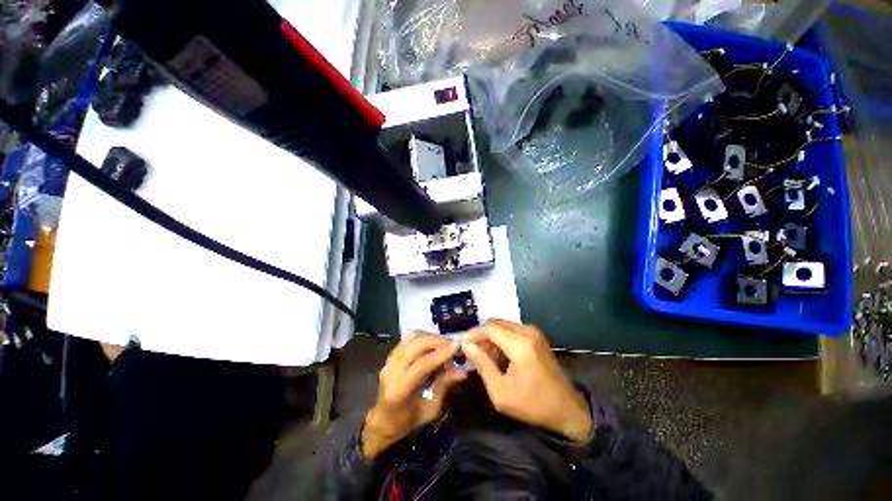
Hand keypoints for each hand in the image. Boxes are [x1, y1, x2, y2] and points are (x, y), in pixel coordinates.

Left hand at [361, 333, 466, 458]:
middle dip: (435, 341)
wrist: (384, 421)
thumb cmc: (408, 420)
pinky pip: (406, 341)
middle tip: (451, 342)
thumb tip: (462, 371)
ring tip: (443, 342)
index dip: (440, 353)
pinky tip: (431, 342)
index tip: (456, 345)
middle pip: (415, 346)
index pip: (422, 364)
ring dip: (429, 338)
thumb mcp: (430, 409)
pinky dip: (420, 338)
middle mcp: (391, 372)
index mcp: (399, 390)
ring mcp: (388, 362)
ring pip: (410, 340)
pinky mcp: (389, 357)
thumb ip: (444, 386)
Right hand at [462, 319, 593, 441]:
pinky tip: (500, 356)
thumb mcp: (501, 392)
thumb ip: (482, 365)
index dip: (473, 334)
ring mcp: (534, 332)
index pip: (489, 328)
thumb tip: (466, 345)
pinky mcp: (537, 336)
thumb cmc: (533, 405)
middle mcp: (527, 332)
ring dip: (492, 338)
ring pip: (503, 325)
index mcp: (520, 345)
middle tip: (474, 354)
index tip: (463, 346)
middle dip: (482, 336)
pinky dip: (502, 339)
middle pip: (495, 323)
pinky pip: (512, 329)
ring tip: (487, 358)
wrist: (568, 409)